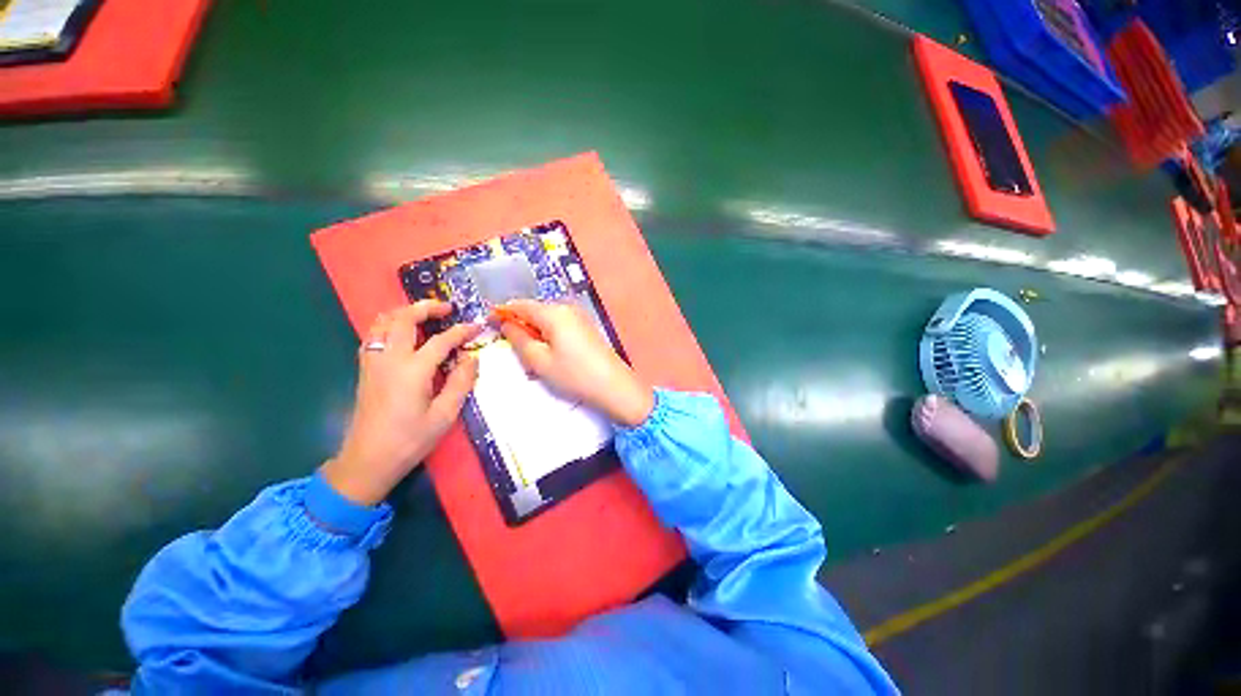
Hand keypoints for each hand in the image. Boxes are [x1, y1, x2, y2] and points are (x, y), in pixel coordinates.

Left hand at [322, 301, 481, 505]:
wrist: (367, 460)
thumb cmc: (410, 439)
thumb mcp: (445, 415)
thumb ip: (461, 382)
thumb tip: (471, 358)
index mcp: (412, 371)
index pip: (441, 340)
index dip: (461, 331)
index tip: (477, 326)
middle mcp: (389, 359)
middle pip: (403, 318)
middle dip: (426, 307)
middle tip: (448, 309)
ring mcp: (373, 362)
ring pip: (383, 322)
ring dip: (405, 312)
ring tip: (426, 315)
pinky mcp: (365, 369)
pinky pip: (375, 334)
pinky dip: (390, 324)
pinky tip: (403, 333)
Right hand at [495, 299, 654, 426]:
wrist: (614, 385)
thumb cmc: (574, 374)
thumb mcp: (539, 360)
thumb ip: (518, 338)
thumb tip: (506, 323)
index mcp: (553, 312)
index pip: (520, 304)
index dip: (502, 312)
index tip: (489, 324)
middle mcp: (567, 307)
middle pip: (534, 310)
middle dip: (521, 324)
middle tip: (515, 349)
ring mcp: (579, 316)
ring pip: (547, 318)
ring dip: (536, 331)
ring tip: (535, 356)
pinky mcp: (586, 326)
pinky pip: (560, 324)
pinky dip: (549, 334)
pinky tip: (553, 354)